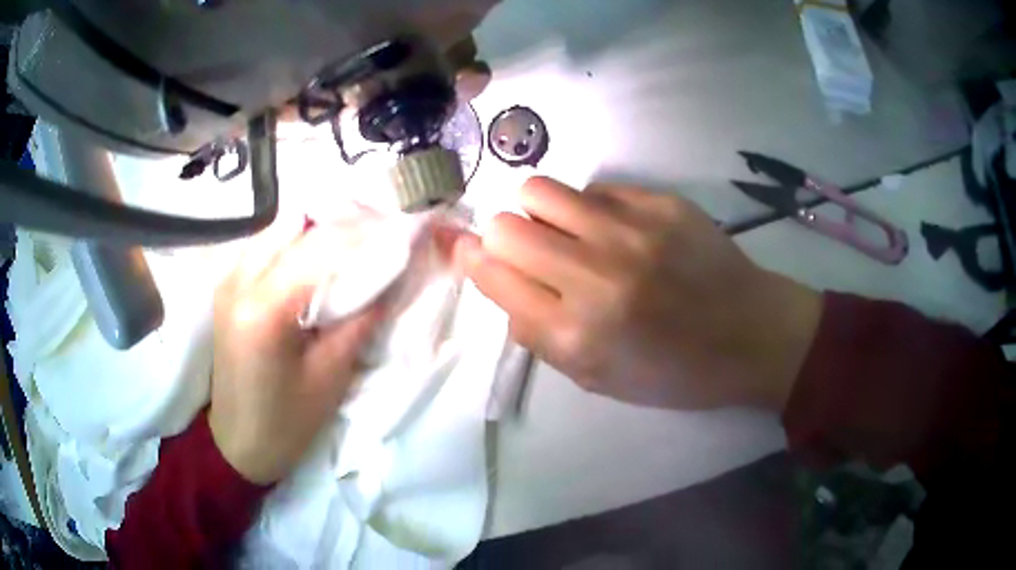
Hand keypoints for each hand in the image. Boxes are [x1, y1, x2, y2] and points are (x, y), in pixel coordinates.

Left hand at [210, 229, 381, 483]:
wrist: (238, 443)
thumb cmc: (287, 423)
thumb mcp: (331, 375)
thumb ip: (361, 318)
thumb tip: (392, 274)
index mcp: (263, 309)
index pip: (320, 248)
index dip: (365, 235)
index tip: (402, 232)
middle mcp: (238, 281)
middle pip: (296, 226)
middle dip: (342, 226)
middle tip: (380, 236)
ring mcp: (228, 280)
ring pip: (279, 229)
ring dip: (318, 232)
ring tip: (354, 247)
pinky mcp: (227, 287)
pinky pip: (266, 247)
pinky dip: (296, 245)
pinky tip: (318, 262)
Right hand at [452, 177, 821, 410]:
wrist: (750, 335)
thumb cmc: (674, 371)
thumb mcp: (597, 379)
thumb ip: (539, 335)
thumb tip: (500, 282)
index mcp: (576, 334)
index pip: (492, 275)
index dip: (471, 259)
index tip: (469, 252)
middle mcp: (595, 277)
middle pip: (505, 226)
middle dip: (503, 237)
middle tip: (529, 251)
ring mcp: (630, 231)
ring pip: (540, 190)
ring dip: (539, 211)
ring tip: (565, 230)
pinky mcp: (660, 202)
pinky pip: (594, 188)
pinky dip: (589, 207)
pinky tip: (616, 228)